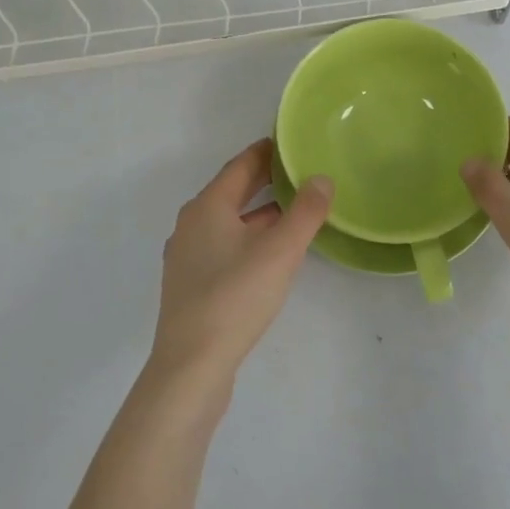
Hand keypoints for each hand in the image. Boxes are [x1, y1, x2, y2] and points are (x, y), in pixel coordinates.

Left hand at [152, 140, 331, 385]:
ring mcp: (188, 257)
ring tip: (293, 209)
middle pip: (232, 191)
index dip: (266, 152)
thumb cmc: (235, 297)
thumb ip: (305, 211)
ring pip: (228, 221)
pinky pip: (224, 245)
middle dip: (264, 180)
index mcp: (207, 207)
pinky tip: (269, 252)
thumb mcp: (280, 250)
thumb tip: (321, 177)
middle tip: (299, 170)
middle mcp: (192, 225)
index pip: (240, 165)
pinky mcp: (191, 285)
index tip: (291, 142)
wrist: (191, 367)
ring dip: (258, 211)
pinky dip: (248, 236)